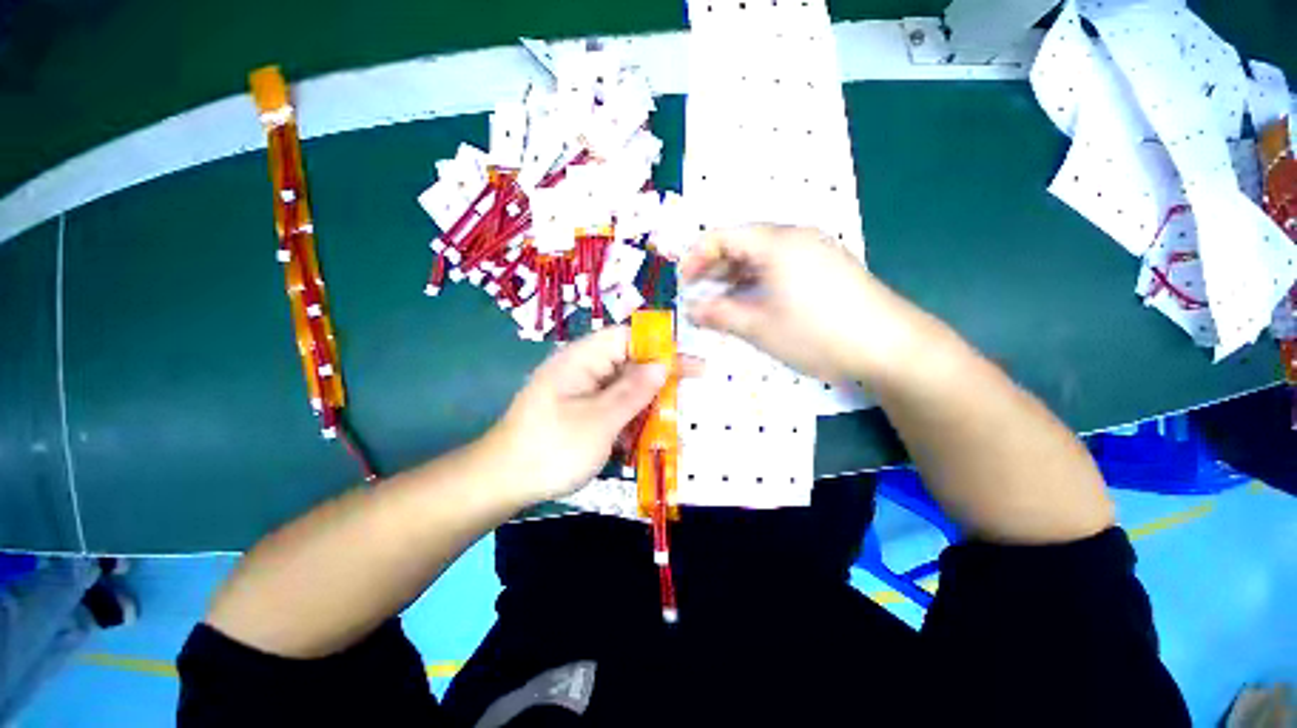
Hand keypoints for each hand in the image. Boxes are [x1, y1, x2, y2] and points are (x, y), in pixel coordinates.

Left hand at [487, 326, 670, 502]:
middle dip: (658, 378)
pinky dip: (631, 418)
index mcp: (583, 358)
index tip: (688, 364)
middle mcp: (583, 369)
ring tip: (674, 419)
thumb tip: (663, 364)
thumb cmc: (553, 448)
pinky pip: (612, 407)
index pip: (628, 337)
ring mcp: (581, 392)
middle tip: (689, 392)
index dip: (660, 346)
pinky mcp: (580, 412)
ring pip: (623, 388)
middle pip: (628, 363)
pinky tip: (647, 436)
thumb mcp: (600, 420)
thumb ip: (633, 390)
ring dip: (647, 403)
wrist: (502, 482)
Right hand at [681, 225, 899, 382]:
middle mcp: (795, 237)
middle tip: (697, 293)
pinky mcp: (826, 266)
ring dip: (735, 275)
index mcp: (777, 243)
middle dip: (714, 266)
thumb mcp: (760, 327)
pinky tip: (752, 301)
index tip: (683, 282)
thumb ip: (720, 314)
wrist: (890, 346)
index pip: (723, 235)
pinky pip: (780, 265)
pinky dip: (758, 280)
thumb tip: (691, 309)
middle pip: (742, 242)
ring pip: (761, 255)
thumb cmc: (817, 333)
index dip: (696, 256)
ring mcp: (814, 250)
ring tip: (720, 300)